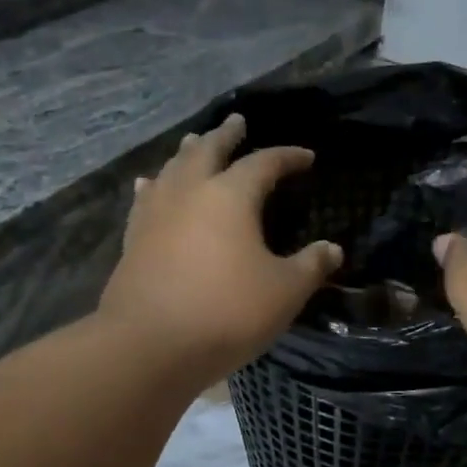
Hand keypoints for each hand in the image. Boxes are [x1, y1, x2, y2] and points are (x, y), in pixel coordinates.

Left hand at [98, 114, 342, 383]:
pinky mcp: (133, 239)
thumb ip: (310, 266)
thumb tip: (332, 249)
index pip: (264, 164)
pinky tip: (149, 184)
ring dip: (188, 153)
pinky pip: (146, 198)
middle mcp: (190, 193)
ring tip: (194, 142)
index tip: (306, 157)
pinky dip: (155, 185)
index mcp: (231, 196)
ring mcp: (156, 214)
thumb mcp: (284, 292)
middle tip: (237, 121)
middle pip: (208, 151)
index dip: (287, 157)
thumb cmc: (226, 313)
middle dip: (226, 135)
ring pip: (172, 169)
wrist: (149, 345)